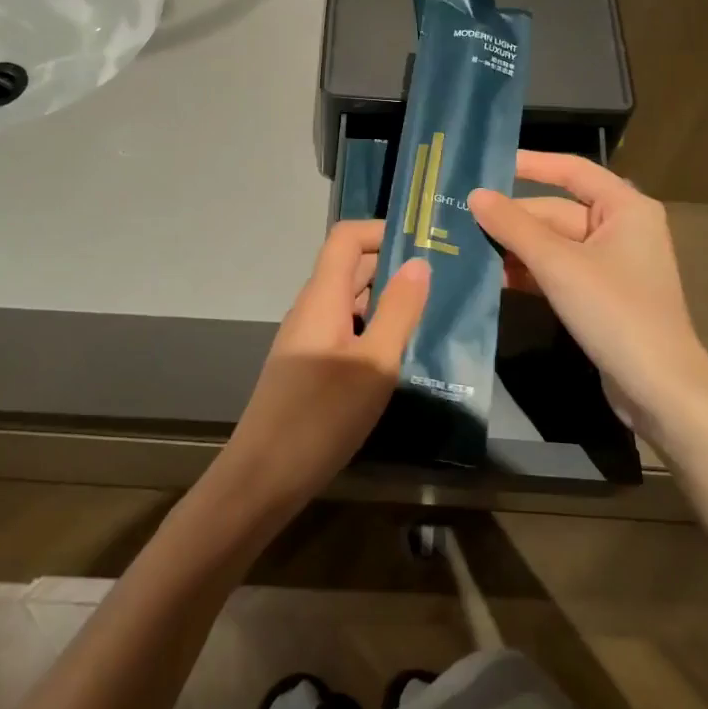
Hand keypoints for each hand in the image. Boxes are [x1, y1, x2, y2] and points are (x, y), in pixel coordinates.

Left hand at [213, 220, 429, 521]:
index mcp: (322, 297)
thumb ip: (398, 311)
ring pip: (350, 302)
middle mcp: (312, 309)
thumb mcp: (374, 363)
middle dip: (394, 265)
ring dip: (387, 300)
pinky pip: (345, 330)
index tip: (426, 244)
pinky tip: (400, 354)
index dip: (382, 231)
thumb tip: (419, 262)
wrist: (263, 477)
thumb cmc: (321, 416)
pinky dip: (374, 329)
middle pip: (350, 267)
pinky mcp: (310, 367)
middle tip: (444, 279)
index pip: (347, 237)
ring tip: (432, 314)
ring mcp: (308, 339)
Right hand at [469, 152, 707, 438]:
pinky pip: (559, 271)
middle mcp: (620, 228)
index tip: (487, 165)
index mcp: (625, 207)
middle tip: (460, 219)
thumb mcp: (559, 265)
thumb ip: (514, 227)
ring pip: (554, 244)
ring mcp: (611, 264)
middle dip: (513, 219)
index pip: (571, 170)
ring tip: (466, 248)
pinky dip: (530, 273)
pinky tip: (493, 279)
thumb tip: (475, 195)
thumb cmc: (615, 312)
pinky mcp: (600, 295)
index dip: (530, 164)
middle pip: (556, 211)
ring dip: (516, 248)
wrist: (659, 389)